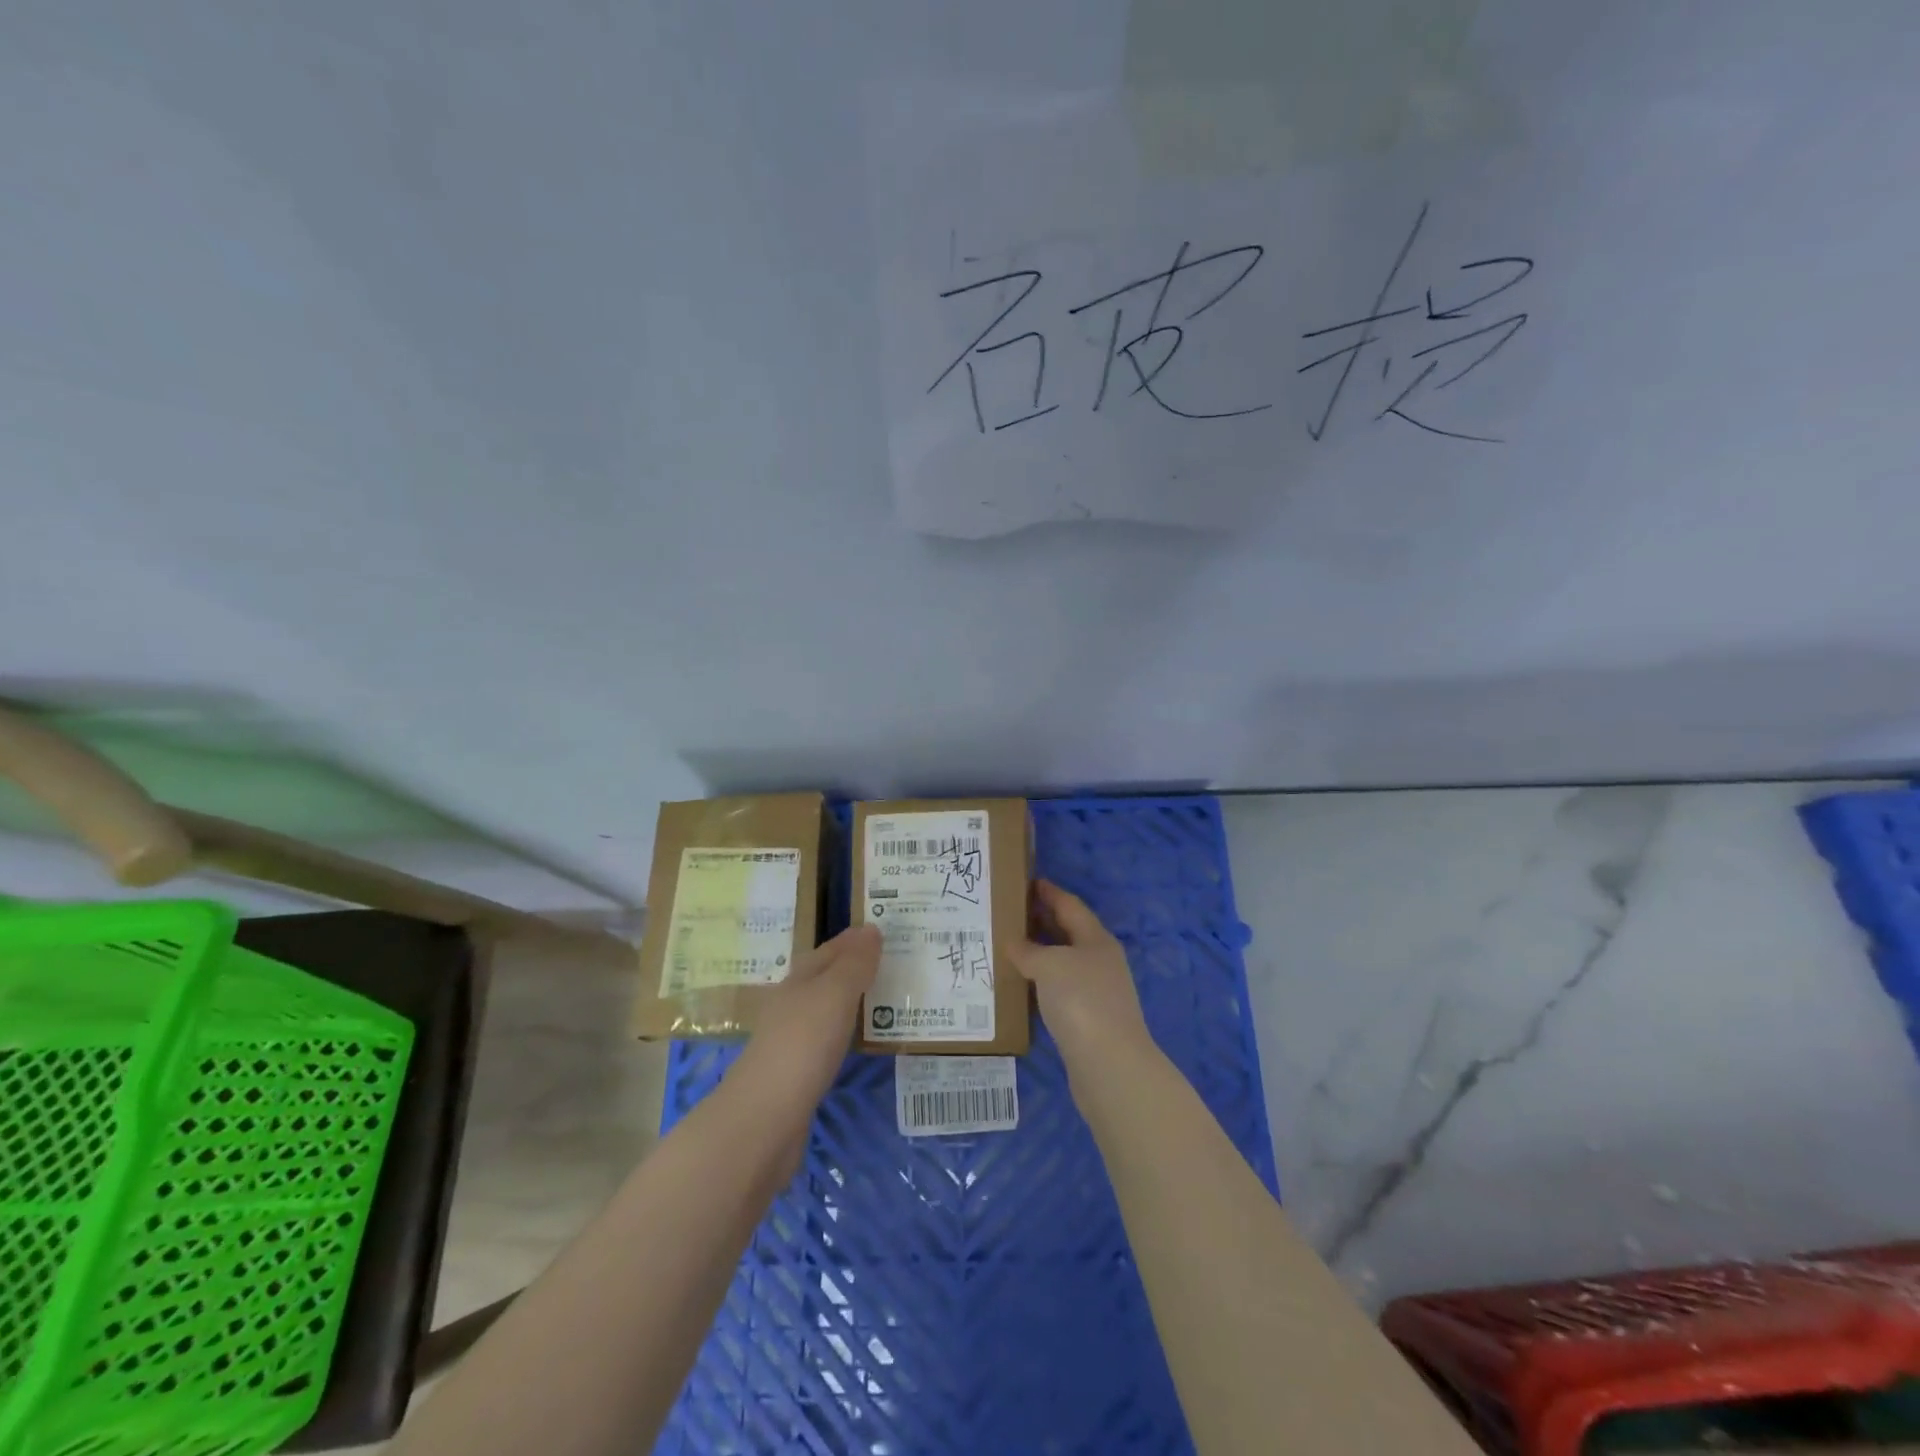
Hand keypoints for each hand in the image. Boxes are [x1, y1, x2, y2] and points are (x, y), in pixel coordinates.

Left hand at [729, 924, 879, 1122]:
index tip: (882, 931)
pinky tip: (857, 1041)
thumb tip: (870, 928)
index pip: (830, 950)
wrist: (764, 1118)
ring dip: (850, 1001)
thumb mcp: (835, 994)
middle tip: (891, 963)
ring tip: (882, 999)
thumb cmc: (803, 1044)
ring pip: (825, 1009)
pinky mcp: (795, 1073)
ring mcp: (790, 1040)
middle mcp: (792, 1004)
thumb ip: (854, 964)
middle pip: (825, 977)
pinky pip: (826, 1040)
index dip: (854, 940)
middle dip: (853, 968)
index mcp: (800, 979)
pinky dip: (844, 1033)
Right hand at [1010, 881, 1153, 1070]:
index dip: (1049, 892)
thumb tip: (1013, 943)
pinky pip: (1059, 989)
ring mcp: (1096, 991)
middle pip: (1068, 932)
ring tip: (1007, 946)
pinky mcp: (1088, 1019)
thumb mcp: (1049, 965)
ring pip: (1063, 962)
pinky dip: (1040, 981)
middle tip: (1009, 912)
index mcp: (1096, 939)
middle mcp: (1100, 960)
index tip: (1026, 881)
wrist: (1109, 1064)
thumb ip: (1028, 950)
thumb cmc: (1081, 1001)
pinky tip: (1021, 985)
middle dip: (1041, 921)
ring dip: (1039, 953)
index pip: (1070, 905)